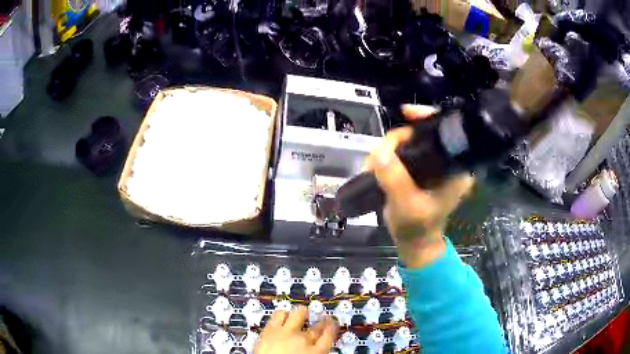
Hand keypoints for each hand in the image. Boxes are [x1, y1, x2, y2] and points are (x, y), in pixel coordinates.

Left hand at [255, 306, 337, 353]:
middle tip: (322, 319)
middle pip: (317, 327)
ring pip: (299, 314)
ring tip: (301, 314)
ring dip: (301, 314)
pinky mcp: (270, 329)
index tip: (332, 324)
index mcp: (317, 352)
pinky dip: (282, 314)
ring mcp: (287, 333)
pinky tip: (282, 316)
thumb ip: (315, 353)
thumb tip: (317, 350)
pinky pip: (279, 315)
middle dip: (321, 322)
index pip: (330, 336)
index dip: (332, 328)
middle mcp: (304, 340)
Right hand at [363, 104, 473, 267]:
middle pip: (421, 132)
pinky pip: (402, 151)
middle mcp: (446, 161)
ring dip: (387, 149)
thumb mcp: (407, 205)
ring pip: (408, 141)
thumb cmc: (417, 227)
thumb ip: (395, 179)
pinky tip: (376, 165)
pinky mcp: (419, 168)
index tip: (406, 113)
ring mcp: (432, 164)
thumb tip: (380, 152)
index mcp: (455, 168)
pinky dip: (387, 155)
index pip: (445, 132)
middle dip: (396, 141)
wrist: (414, 242)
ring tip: (371, 166)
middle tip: (377, 157)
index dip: (426, 117)